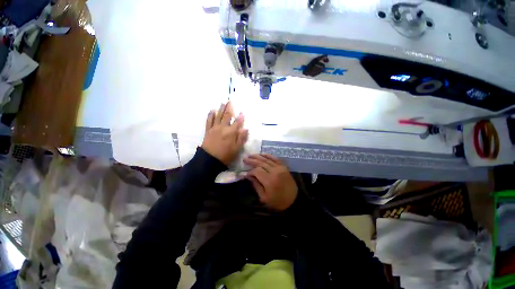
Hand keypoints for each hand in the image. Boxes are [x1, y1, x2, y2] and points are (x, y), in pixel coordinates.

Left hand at [202, 102, 248, 165]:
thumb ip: (241, 138)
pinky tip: (212, 110)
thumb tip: (246, 129)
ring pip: (218, 116)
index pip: (237, 122)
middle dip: (229, 108)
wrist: (210, 160)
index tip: (242, 112)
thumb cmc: (226, 155)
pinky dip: (211, 115)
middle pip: (227, 116)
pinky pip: (209, 120)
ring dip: (221, 109)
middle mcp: (223, 127)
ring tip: (222, 103)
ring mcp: (214, 128)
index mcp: (231, 132)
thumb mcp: (237, 149)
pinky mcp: (208, 130)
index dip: (240, 117)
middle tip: (230, 101)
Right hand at [244, 154, 297, 210]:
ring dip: (258, 156)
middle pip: (261, 163)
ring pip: (267, 159)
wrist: (294, 200)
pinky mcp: (284, 166)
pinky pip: (275, 158)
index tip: (246, 174)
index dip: (250, 171)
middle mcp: (274, 171)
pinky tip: (262, 154)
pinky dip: (268, 155)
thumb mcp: (264, 197)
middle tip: (245, 159)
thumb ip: (256, 185)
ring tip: (251, 155)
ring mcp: (280, 168)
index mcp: (269, 181)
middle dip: (252, 160)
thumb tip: (248, 175)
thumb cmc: (278, 201)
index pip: (257, 171)